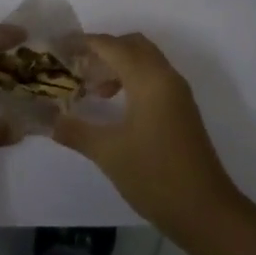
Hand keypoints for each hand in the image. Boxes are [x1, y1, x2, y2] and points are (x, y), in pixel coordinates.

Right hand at [53, 32, 243, 234]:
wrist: (206, 212)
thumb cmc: (155, 176)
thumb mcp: (108, 153)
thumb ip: (75, 131)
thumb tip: (49, 120)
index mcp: (149, 80)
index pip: (112, 46)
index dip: (85, 43)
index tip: (60, 47)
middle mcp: (166, 77)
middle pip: (133, 44)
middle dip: (104, 50)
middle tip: (78, 67)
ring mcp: (178, 94)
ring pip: (146, 61)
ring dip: (119, 65)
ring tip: (92, 89)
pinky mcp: (182, 110)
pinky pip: (154, 77)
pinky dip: (132, 79)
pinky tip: (115, 106)